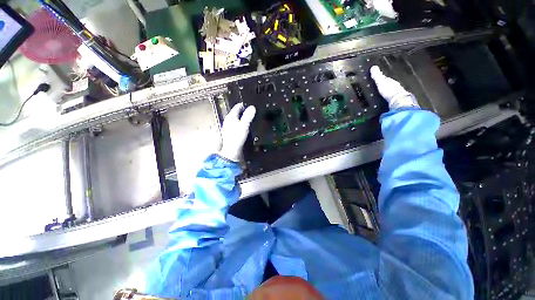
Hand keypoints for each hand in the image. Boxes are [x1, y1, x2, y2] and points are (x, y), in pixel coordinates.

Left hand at [219, 103, 255, 161]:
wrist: (231, 150)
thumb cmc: (237, 137)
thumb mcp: (244, 125)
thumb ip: (248, 116)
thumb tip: (252, 107)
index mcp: (231, 116)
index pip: (238, 106)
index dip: (244, 104)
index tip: (250, 104)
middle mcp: (228, 120)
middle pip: (236, 112)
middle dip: (243, 111)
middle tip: (251, 111)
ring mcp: (228, 126)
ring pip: (236, 118)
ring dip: (242, 117)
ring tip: (249, 118)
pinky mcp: (230, 132)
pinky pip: (236, 124)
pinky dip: (240, 123)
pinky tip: (244, 127)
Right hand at [370, 65, 418, 109]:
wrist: (398, 100)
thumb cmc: (389, 90)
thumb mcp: (381, 82)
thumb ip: (377, 75)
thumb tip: (373, 67)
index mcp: (390, 80)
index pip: (385, 78)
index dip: (380, 79)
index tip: (376, 80)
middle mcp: (395, 85)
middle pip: (388, 84)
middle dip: (384, 85)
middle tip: (379, 87)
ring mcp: (397, 92)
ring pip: (391, 90)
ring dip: (387, 91)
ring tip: (382, 94)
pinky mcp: (397, 99)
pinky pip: (392, 97)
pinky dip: (389, 97)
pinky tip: (386, 99)